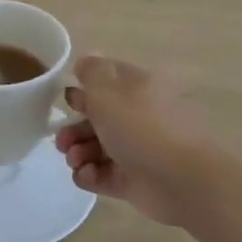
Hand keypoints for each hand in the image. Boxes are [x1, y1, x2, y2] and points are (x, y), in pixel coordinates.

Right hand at [54, 56, 220, 227]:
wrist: (179, 179)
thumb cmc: (140, 126)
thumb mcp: (108, 89)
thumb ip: (91, 71)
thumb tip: (85, 60)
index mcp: (137, 88)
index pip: (106, 81)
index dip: (83, 89)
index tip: (67, 101)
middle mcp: (138, 116)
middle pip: (97, 118)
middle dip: (73, 128)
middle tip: (62, 140)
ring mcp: (136, 150)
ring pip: (96, 147)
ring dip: (78, 152)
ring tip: (75, 160)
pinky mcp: (133, 180)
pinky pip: (102, 174)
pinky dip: (89, 175)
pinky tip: (87, 174)